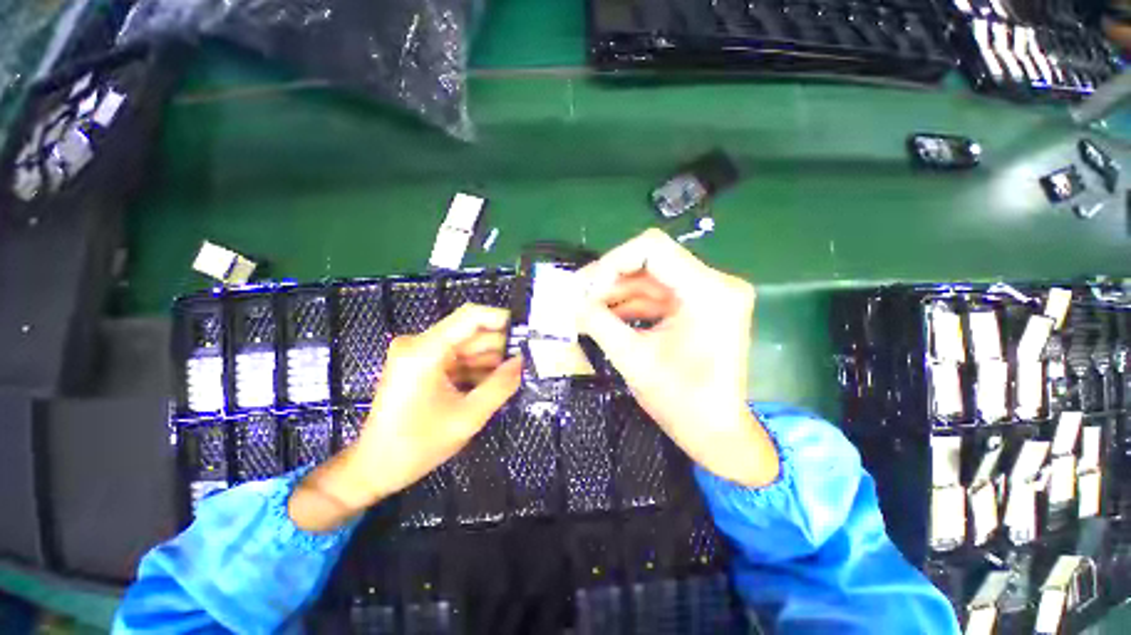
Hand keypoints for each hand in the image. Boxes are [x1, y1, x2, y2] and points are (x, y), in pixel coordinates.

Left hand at [289, 304, 521, 531]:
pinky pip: (456, 358)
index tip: (526, 333)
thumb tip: (522, 361)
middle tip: (521, 367)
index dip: (502, 319)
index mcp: (425, 350)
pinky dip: (474, 370)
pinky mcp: (421, 363)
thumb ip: (500, 385)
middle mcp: (420, 343)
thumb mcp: (468, 417)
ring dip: (488, 362)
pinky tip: (485, 388)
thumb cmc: (417, 446)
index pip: (470, 317)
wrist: (374, 467)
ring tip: (503, 383)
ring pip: (467, 346)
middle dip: (498, 348)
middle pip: (471, 333)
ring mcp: (419, 353)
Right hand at [577, 229, 777, 487]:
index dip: (611, 262)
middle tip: (577, 296)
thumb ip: (598, 323)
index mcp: (708, 292)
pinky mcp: (699, 307)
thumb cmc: (681, 402)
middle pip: (650, 261)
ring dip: (616, 292)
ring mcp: (709, 295)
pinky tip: (604, 315)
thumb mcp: (633, 359)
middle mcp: (715, 284)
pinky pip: (658, 295)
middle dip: (609, 278)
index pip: (652, 249)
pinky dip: (630, 304)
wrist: (715, 432)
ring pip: (650, 278)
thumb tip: (569, 302)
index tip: (585, 287)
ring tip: (584, 308)